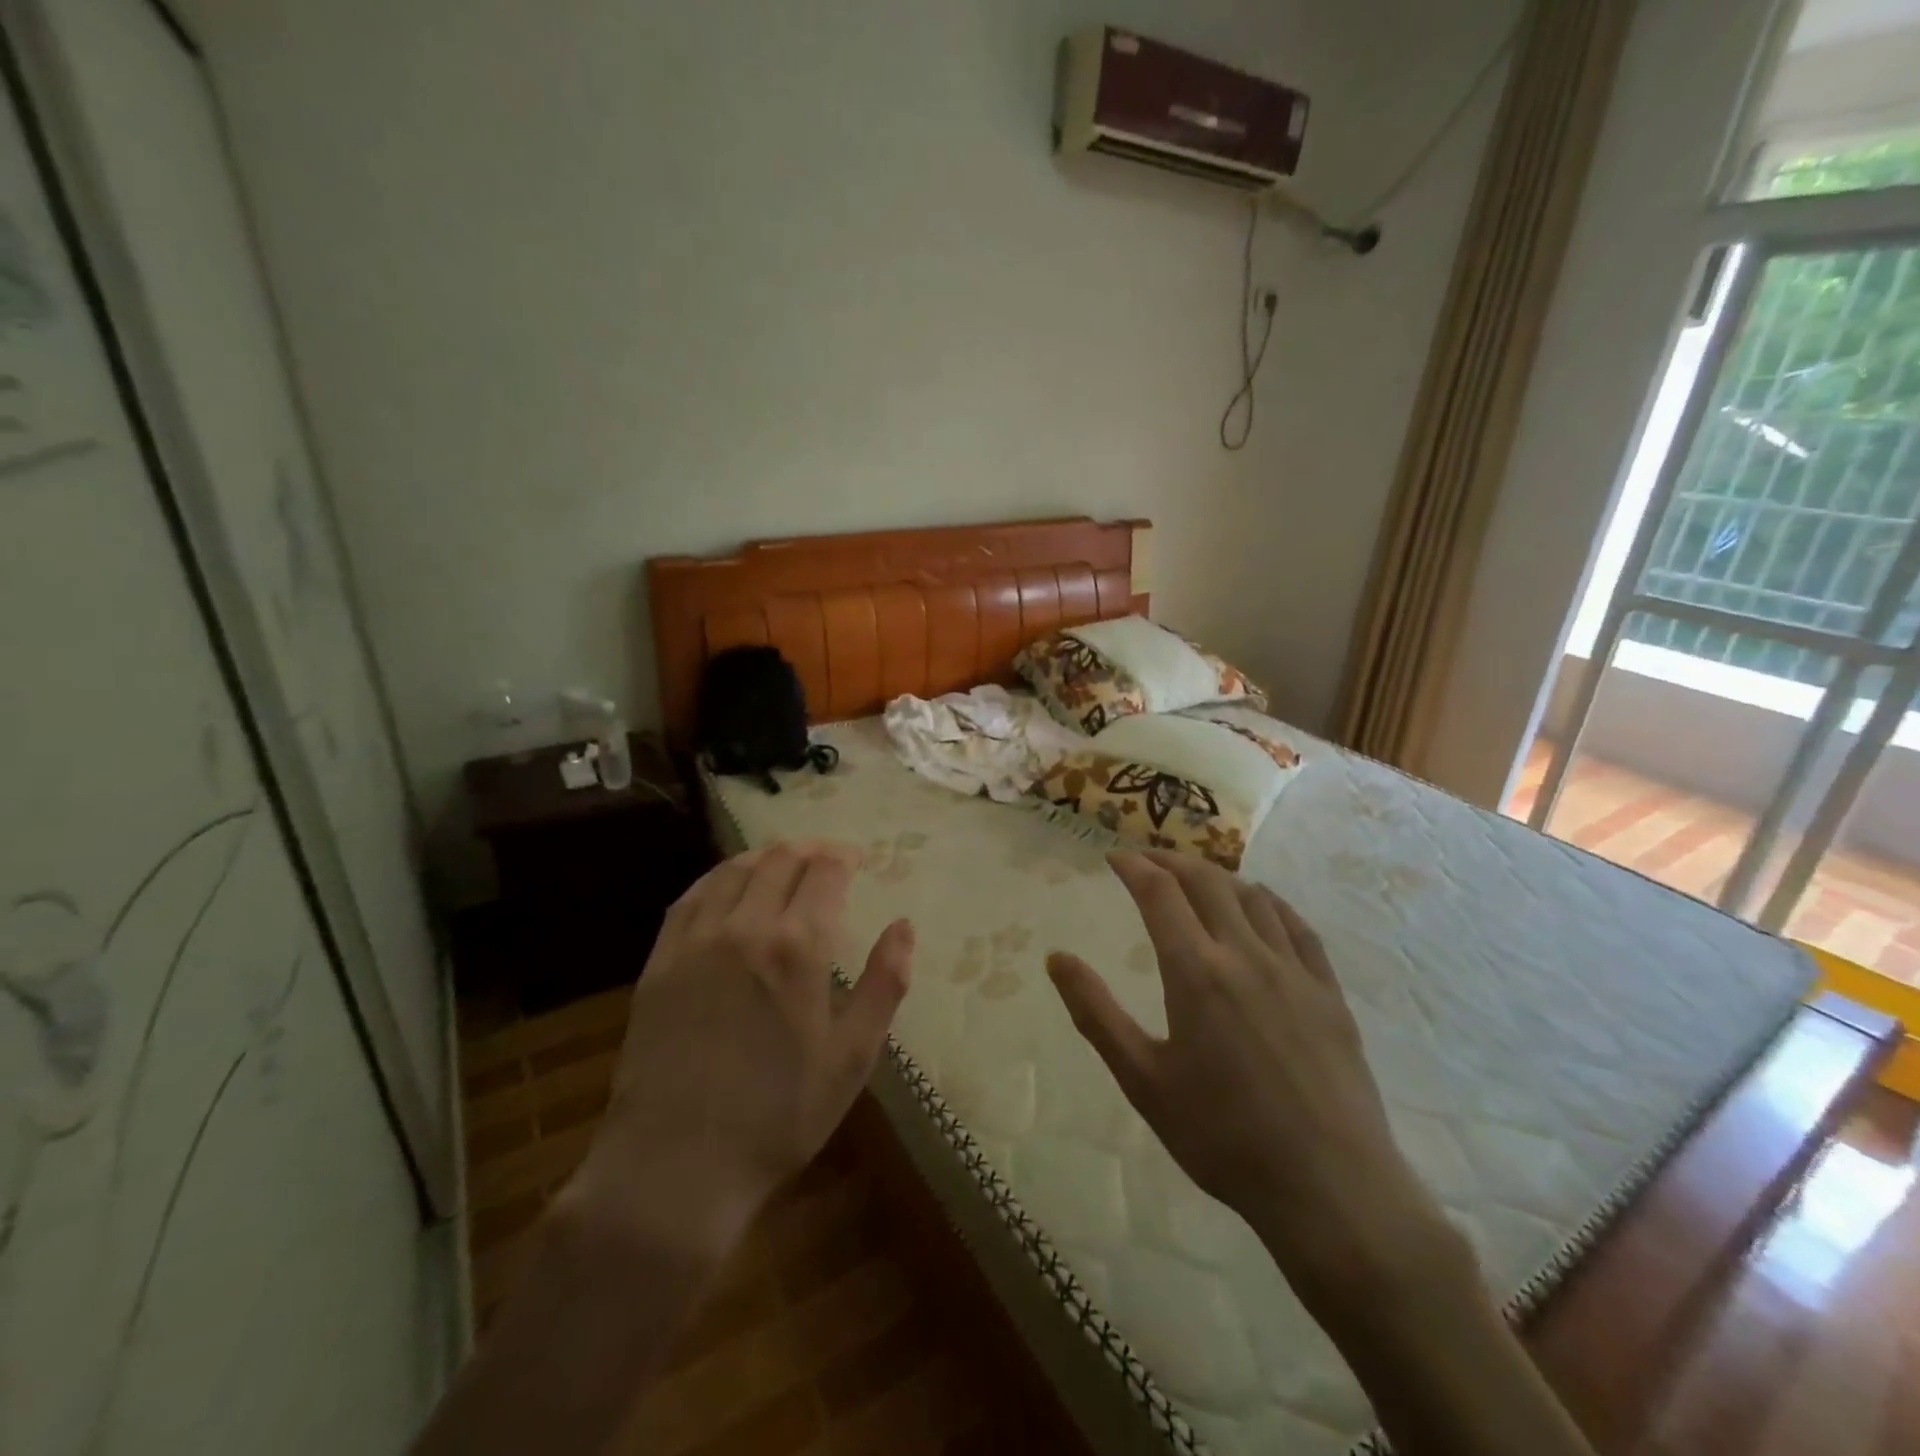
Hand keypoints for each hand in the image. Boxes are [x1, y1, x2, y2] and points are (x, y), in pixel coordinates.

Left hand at [570, 842, 914, 1251]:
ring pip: (734, 870)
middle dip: (810, 850)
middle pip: (780, 859)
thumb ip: (884, 984)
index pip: (825, 871)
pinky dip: (718, 877)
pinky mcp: (660, 960)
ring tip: (784, 863)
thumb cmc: (778, 1116)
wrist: (675, 1165)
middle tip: (829, 859)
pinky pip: (691, 897)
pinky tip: (728, 885)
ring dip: (766, 856)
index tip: (859, 861)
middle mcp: (745, 926)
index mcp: (797, 946)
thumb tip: (904, 926)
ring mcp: (695, 940)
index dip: (846, 857)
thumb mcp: (852, 1057)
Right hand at [1047, 850, 1457, 1305]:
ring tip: (1196, 879)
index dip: (1134, 866)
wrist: (1329, 1189)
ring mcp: (1294, 970)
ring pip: (1253, 896)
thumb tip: (1056, 959)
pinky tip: (1261, 906)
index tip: (1114, 857)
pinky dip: (1269, 902)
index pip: (1160, 893)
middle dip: (1171, 861)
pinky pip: (1297, 926)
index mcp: (1196, 972)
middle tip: (1148, 860)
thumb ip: (1095, 1013)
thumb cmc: (1222, 1137)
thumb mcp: (1143, 1079)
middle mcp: (1245, 955)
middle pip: (1206, 882)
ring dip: (1218, 876)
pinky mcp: (1329, 992)